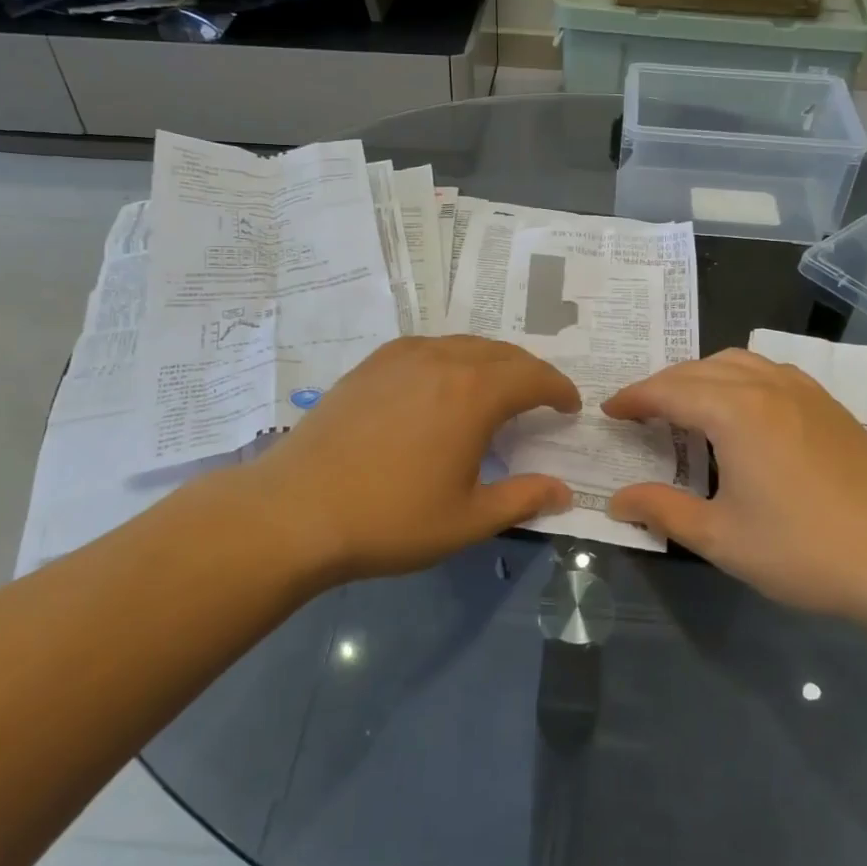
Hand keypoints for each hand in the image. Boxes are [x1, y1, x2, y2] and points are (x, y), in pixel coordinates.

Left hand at [236, 336, 577, 584]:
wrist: (296, 510)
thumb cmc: (391, 519)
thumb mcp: (467, 519)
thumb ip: (522, 499)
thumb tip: (564, 492)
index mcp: (475, 393)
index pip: (535, 377)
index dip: (559, 390)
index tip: (570, 407)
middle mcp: (443, 360)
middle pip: (503, 354)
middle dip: (530, 374)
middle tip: (540, 400)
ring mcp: (402, 357)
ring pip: (464, 345)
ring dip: (492, 363)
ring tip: (496, 391)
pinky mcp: (371, 365)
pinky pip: (428, 348)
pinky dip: (452, 360)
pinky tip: (442, 386)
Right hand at [603, 349, 866, 617]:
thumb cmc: (803, 549)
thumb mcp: (721, 538)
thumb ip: (663, 511)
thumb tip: (617, 500)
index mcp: (735, 412)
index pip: (669, 391)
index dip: (634, 399)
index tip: (609, 411)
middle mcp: (766, 386)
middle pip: (698, 369)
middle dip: (662, 385)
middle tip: (639, 413)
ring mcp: (803, 391)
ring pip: (737, 362)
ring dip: (700, 376)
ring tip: (685, 406)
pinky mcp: (828, 405)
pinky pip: (769, 371)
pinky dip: (738, 379)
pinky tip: (741, 411)